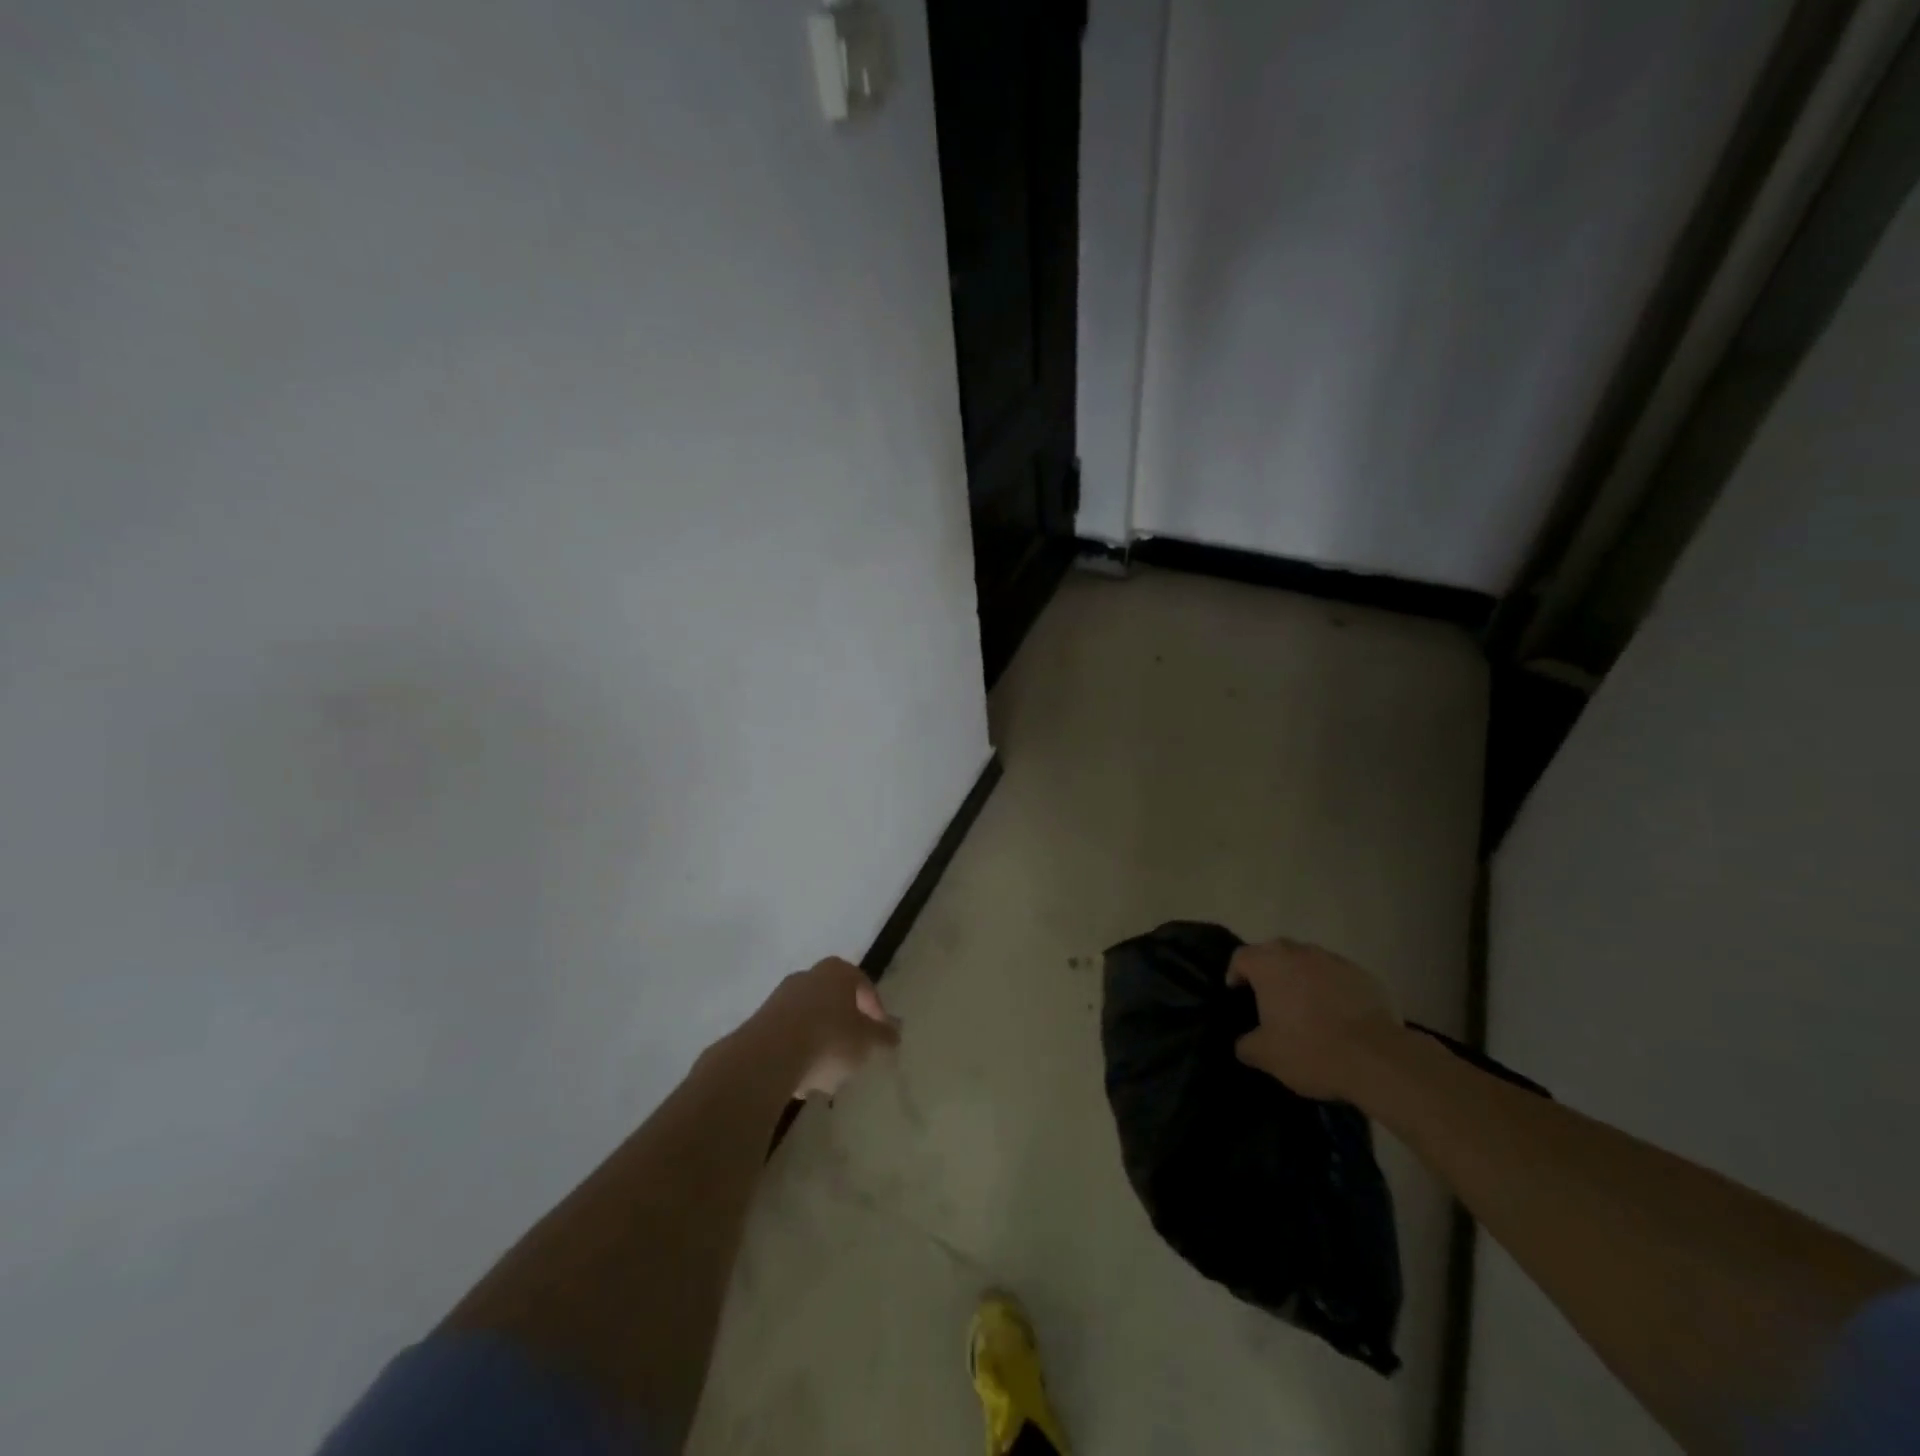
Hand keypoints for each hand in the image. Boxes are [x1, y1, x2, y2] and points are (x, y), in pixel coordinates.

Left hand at [754, 956, 900, 1098]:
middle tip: (855, 1055)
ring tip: (829, 1077)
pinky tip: (803, 1080)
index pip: (865, 986)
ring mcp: (781, 997)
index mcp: (838, 971)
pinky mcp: (760, 1022)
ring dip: (822, 1045)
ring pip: (812, 1021)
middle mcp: (808, 976)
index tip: (881, 1037)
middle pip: (835, 1003)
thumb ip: (883, 1036)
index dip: (876, 1012)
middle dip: (846, 1029)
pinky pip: (789, 1037)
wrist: (769, 1056)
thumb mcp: (867, 1041)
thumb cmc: (829, 1039)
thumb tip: (895, 1034)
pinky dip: (800, 1054)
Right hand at [1227, 938, 1400, 1099]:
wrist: (1378, 1059)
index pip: (1240, 957)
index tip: (1239, 995)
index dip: (1235, 975)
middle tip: (1271, 1001)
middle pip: (1275, 953)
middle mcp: (1299, 952)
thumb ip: (1246, 1044)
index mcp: (1268, 964)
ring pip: (1308, 962)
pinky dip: (1332, 989)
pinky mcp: (1364, 975)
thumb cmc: (1310, 1050)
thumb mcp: (1266, 1056)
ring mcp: (1334, 960)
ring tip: (1307, 1009)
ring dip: (1302, 978)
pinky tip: (1339, 1017)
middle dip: (1270, 972)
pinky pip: (1338, 976)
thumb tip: (1243, 1043)